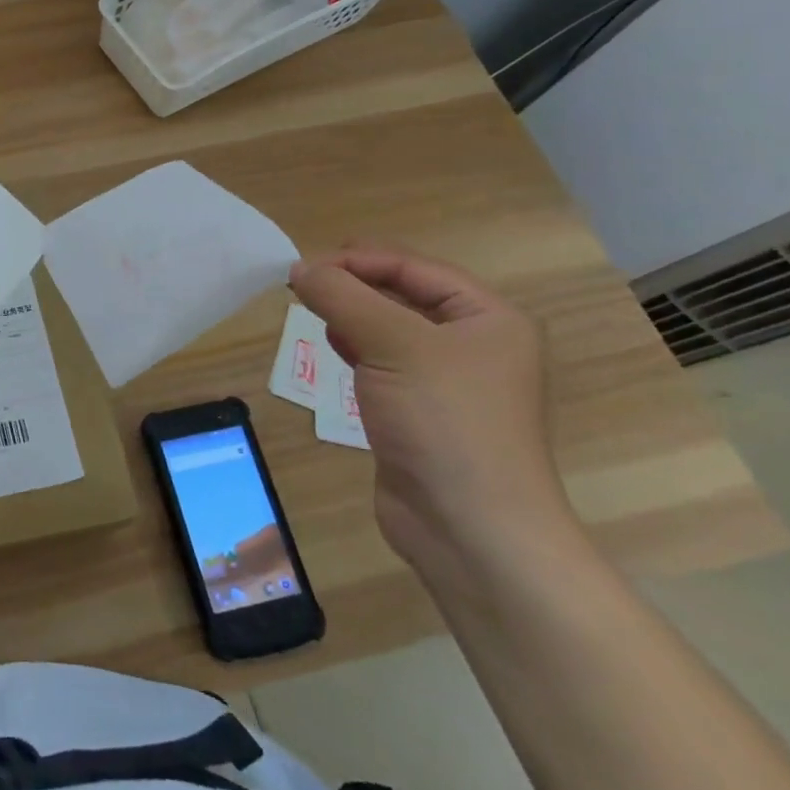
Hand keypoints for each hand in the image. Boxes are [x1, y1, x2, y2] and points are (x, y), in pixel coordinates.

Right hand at [287, 246, 570, 574]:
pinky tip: (333, 347)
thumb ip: (343, 298)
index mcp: (489, 318)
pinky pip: (384, 361)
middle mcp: (474, 343)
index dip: (359, 260)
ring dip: (351, 314)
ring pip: (389, 327)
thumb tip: (299, 269)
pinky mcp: (421, 410)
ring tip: (311, 310)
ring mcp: (448, 380)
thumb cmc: (444, 421)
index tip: (304, 266)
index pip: (415, 268)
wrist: (471, 529)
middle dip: (353, 284)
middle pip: (403, 294)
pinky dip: (355, 347)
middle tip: (302, 284)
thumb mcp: (393, 345)